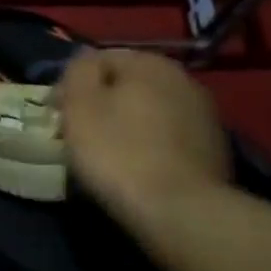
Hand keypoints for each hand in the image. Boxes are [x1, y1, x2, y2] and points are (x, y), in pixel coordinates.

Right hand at [57, 50, 228, 221]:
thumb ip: (79, 71)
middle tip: (78, 135)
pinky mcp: (213, 149)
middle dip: (102, 103)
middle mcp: (183, 79)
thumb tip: (85, 61)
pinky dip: (150, 146)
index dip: (72, 85)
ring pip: (150, 111)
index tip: (57, 115)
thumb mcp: (81, 105)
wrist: (179, 211)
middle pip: (128, 84)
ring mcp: (204, 115)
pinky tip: (138, 169)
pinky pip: (168, 138)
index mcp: (150, 63)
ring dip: (128, 125)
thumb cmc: (118, 153)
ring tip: (108, 155)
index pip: (99, 59)